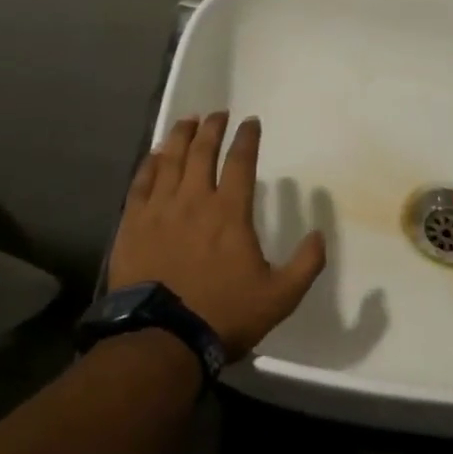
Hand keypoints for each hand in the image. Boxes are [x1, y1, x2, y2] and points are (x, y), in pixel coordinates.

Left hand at [108, 113, 326, 358]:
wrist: (162, 339)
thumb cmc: (224, 314)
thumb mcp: (280, 296)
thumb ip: (306, 264)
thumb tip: (320, 234)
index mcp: (229, 212)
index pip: (241, 162)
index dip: (247, 138)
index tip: (251, 122)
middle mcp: (194, 200)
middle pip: (202, 152)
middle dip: (211, 128)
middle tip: (217, 114)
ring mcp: (159, 210)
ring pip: (170, 160)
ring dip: (180, 137)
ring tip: (187, 121)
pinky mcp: (132, 224)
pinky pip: (140, 183)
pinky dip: (150, 164)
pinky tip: (154, 155)